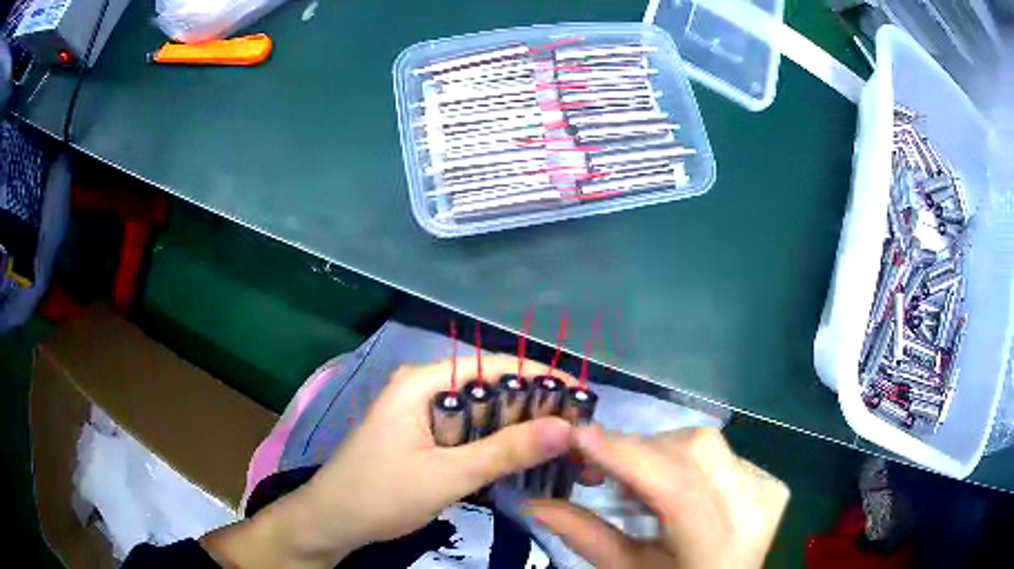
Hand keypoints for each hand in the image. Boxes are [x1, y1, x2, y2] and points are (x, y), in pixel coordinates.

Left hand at [212, 355, 581, 567]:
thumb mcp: (447, 475)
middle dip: (535, 407)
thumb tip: (567, 427)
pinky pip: (468, 433)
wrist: (331, 521)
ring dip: (518, 428)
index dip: (541, 377)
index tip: (582, 397)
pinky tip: (522, 458)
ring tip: (561, 444)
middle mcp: (423, 389)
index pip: (494, 367)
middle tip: (578, 429)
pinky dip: (496, 444)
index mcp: (423, 382)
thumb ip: (506, 450)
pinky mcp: (422, 438)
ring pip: (481, 413)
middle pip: (490, 388)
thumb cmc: (380, 494)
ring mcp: (421, 414)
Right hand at [527, 426, 788, 568]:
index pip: (676, 485)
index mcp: (719, 545)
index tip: (579, 434)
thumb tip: (533, 501)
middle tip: (604, 468)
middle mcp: (754, 507)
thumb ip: (584, 536)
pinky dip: (687, 460)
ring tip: (639, 481)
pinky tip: (676, 485)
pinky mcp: (772, 481)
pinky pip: (721, 453)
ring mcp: (768, 490)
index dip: (626, 454)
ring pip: (707, 443)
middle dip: (640, 450)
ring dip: (662, 452)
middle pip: (694, 449)